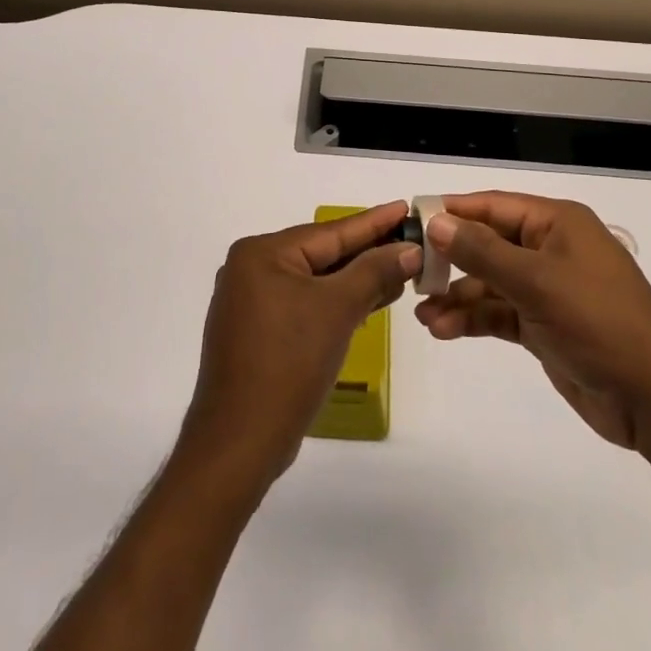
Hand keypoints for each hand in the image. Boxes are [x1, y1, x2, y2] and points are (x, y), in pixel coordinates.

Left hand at [179, 203, 420, 490]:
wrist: (240, 443)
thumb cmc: (289, 364)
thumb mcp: (338, 310)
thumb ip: (374, 272)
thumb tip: (408, 249)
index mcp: (261, 253)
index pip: (329, 232)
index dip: (373, 222)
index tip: (405, 207)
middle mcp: (249, 269)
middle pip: (320, 254)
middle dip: (366, 253)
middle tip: (410, 242)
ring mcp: (249, 303)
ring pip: (313, 281)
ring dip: (354, 280)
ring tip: (398, 272)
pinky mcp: (255, 333)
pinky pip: (303, 305)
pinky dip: (333, 303)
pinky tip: (365, 302)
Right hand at [414, 191, 650, 452]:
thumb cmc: (599, 322)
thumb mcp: (536, 282)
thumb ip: (482, 252)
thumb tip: (437, 222)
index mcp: (557, 223)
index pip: (493, 206)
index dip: (453, 212)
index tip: (411, 221)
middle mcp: (550, 249)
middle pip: (488, 243)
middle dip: (450, 259)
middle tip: (412, 274)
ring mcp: (548, 289)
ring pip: (490, 282)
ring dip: (457, 296)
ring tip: (423, 315)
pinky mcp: (545, 325)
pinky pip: (499, 313)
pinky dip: (473, 319)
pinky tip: (444, 330)